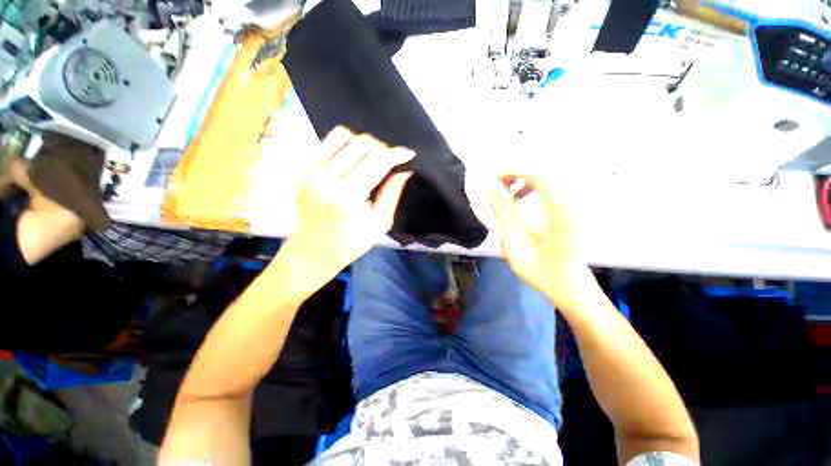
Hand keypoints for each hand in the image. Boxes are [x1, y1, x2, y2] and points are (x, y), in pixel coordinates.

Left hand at [279, 126, 413, 290]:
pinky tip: (353, 161)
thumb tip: (404, 170)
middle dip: (383, 148)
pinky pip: (327, 143)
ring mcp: (311, 170)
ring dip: (362, 143)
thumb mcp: (380, 223)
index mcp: (347, 195)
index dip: (396, 154)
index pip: (377, 161)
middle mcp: (326, 177)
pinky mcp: (303, 169)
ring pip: (342, 135)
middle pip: (361, 143)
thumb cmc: (351, 242)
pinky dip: (345, 147)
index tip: (409, 153)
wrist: (313, 250)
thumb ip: (392, 193)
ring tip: (371, 158)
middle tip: (391, 160)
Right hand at [486, 175, 597, 311]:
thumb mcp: (515, 243)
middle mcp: (574, 202)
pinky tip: (519, 197)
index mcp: (562, 213)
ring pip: (546, 177)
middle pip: (544, 172)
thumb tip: (489, 187)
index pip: (540, 176)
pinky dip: (531, 187)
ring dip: (522, 179)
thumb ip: (503, 212)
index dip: (513, 171)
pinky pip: (550, 186)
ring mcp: (575, 204)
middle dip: (516, 173)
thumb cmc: (539, 270)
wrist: (567, 285)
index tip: (491, 178)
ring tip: (504, 192)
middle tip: (494, 184)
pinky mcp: (571, 207)